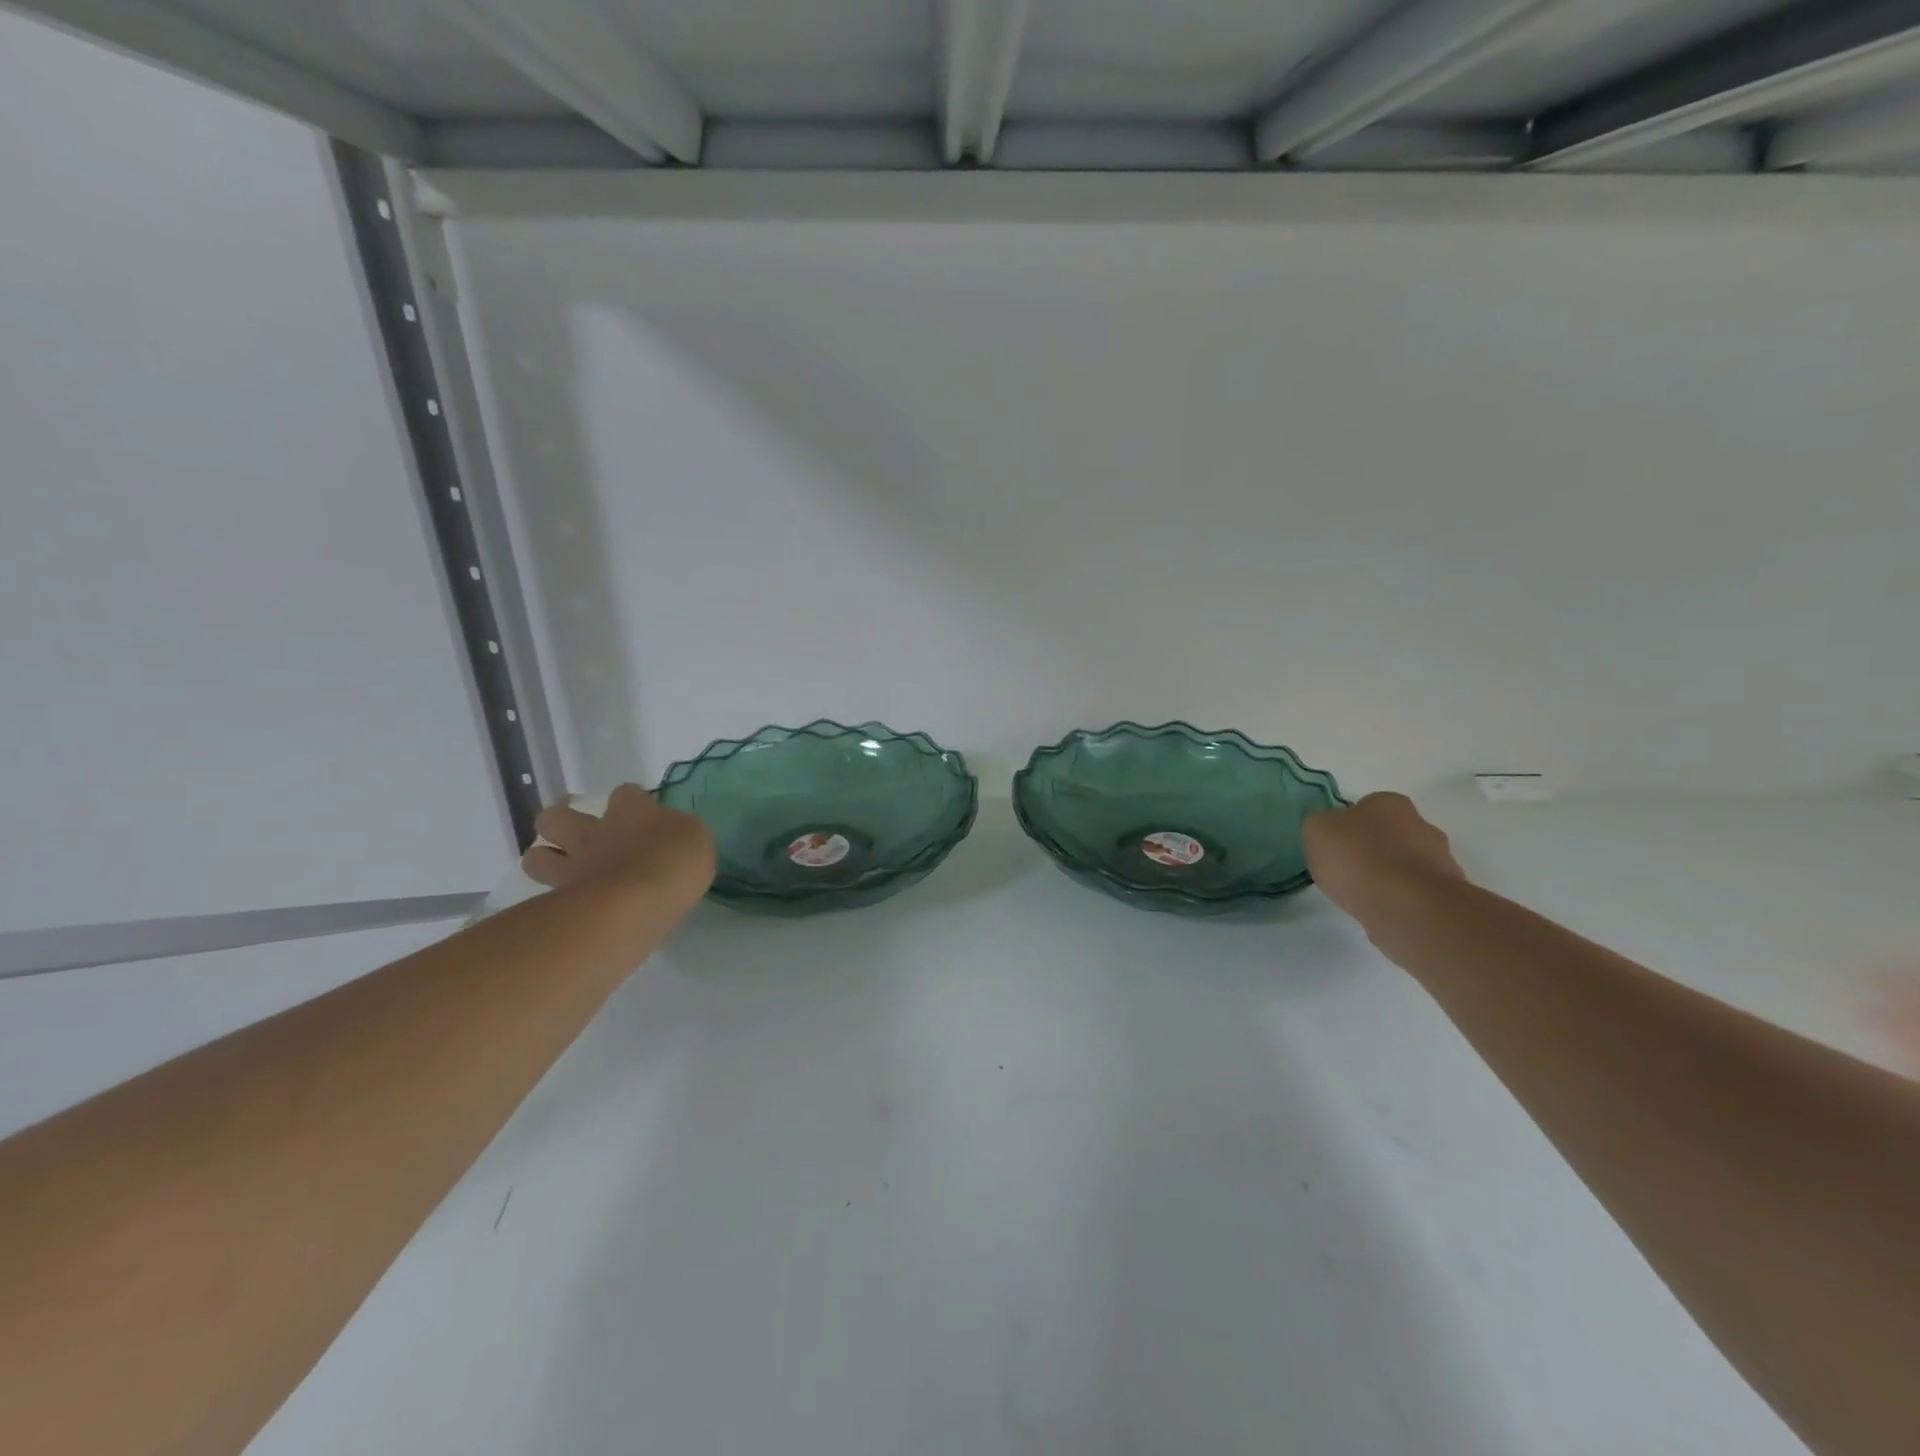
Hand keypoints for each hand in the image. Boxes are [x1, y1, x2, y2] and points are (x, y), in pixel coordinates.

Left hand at [520, 784, 716, 902]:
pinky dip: (552, 895)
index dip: (633, 800)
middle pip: (558, 814)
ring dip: (546, 857)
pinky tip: (569, 901)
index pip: (627, 792)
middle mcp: (596, 831)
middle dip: (562, 820)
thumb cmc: (674, 861)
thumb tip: (673, 835)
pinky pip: (546, 892)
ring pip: (537, 854)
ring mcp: (574, 864)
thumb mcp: (697, 838)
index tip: (644, 813)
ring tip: (563, 868)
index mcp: (632, 810)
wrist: (638, 903)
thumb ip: (680, 832)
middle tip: (580, 833)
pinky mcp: (563, 898)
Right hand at [1304, 792, 1465, 928]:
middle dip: (1373, 849)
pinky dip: (1400, 899)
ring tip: (1363, 895)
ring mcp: (1440, 860)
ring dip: (1388, 875)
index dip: (1347, 826)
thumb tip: (1330, 829)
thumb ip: (1321, 824)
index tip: (1334, 847)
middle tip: (1347, 870)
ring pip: (1406, 863)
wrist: (1407, 908)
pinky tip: (1382, 910)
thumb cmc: (1357, 859)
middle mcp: (1421, 824)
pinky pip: (1415, 892)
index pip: (1364, 807)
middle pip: (1390, 834)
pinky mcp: (1447, 895)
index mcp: (1389, 802)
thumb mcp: (1316, 830)